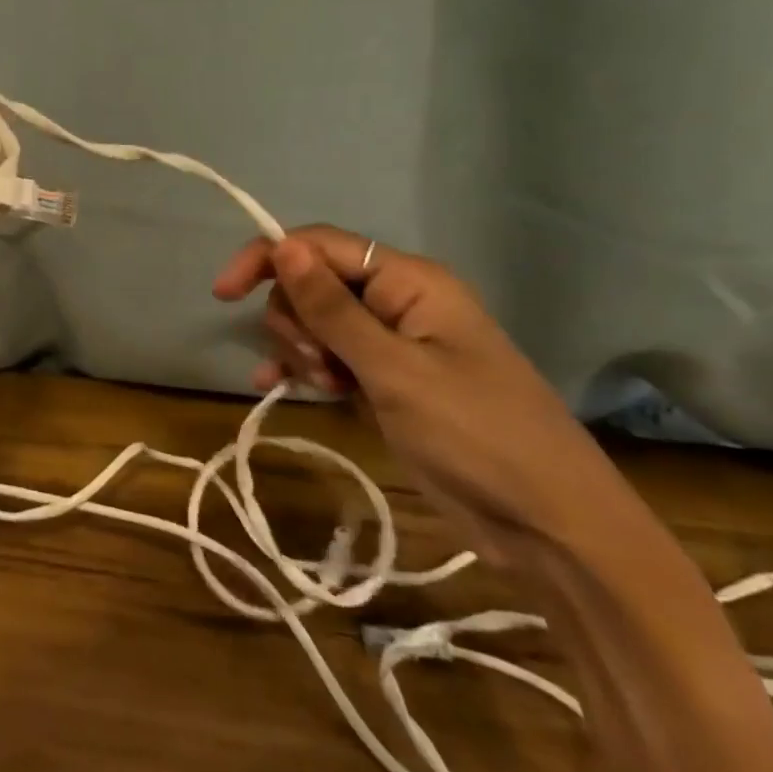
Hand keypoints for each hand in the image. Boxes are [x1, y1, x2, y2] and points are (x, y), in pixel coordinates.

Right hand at [213, 226, 627, 565]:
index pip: (320, 245)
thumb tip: (283, 245)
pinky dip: (302, 368)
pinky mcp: (384, 381)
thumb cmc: (477, 435)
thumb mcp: (395, 370)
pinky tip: (275, 386)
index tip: (223, 293)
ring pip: (314, 321)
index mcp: (409, 281)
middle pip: (312, 283)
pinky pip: (327, 357)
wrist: (549, 526)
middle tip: (319, 364)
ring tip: (326, 388)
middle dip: (296, 319)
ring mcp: (390, 344)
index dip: (268, 258)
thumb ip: (333, 308)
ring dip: (302, 350)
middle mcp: (397, 302)